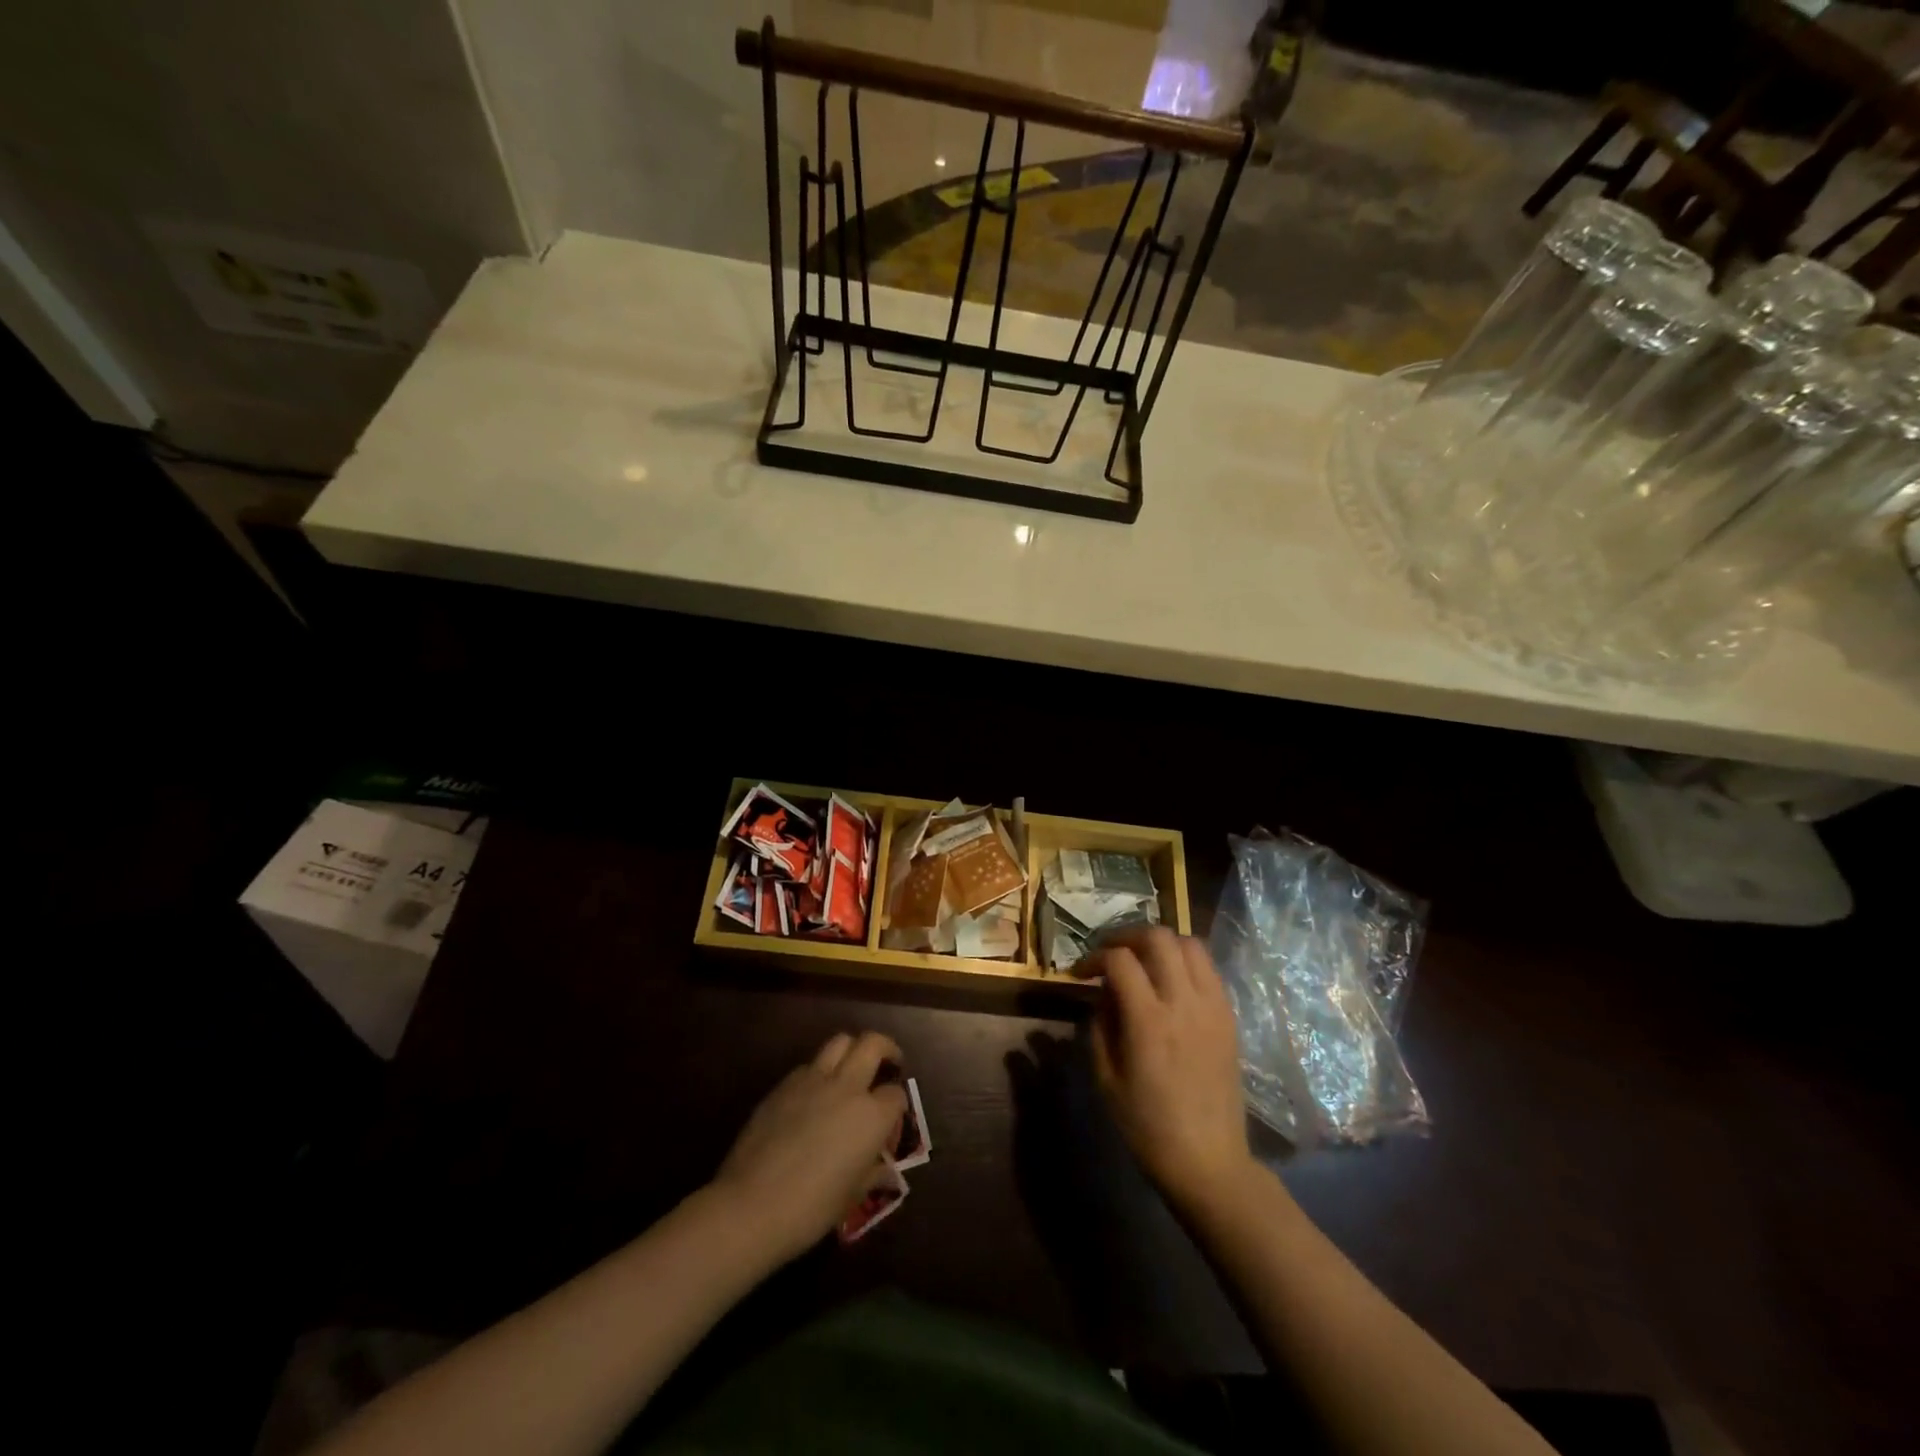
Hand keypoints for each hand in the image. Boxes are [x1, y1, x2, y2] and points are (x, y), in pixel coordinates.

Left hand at [711, 1031, 908, 1261]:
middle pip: (872, 1044)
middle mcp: (847, 1087)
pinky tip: (814, 1095)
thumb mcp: (851, 1196)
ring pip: (840, 1041)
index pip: (896, 1095)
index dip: (897, 1105)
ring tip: (852, 1067)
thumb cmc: (810, 1209)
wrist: (751, 1205)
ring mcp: (813, 1080)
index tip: (892, 1117)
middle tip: (889, 1062)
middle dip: (886, 1048)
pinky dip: (819, 1071)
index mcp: (871, 1116)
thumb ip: (872, 1173)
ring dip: (852, 1049)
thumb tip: (886, 1171)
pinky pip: (809, 1065)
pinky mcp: (784, 1084)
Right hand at [1087, 929, 1251, 1209]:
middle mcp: (1184, 1003)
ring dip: (1159, 943)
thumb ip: (1100, 1026)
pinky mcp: (1228, 1017)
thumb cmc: (1147, 1127)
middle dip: (1126, 936)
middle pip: (1158, 937)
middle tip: (1109, 954)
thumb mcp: (1106, 1079)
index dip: (1094, 957)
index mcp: (1149, 1021)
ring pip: (1188, 943)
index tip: (1080, 972)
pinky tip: (1169, 982)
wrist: (1208, 1161)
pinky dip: (1184, 961)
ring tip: (1141, 961)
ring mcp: (1212, 1007)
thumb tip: (1102, 993)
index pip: (1120, 960)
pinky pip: (1208, 968)